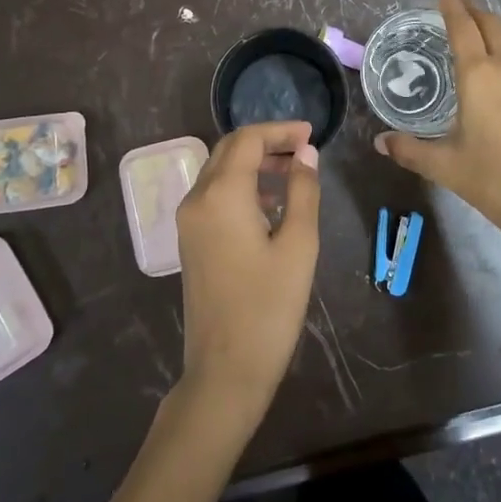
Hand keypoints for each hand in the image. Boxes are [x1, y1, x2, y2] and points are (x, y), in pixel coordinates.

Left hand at [174, 121, 320, 433]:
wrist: (225, 371)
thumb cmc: (269, 307)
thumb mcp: (298, 245)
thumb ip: (303, 191)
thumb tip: (305, 153)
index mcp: (222, 194)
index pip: (248, 139)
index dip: (280, 130)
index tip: (312, 134)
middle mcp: (197, 198)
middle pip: (229, 150)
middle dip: (266, 142)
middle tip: (304, 149)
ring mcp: (188, 221)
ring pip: (219, 171)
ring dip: (254, 163)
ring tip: (294, 174)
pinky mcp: (190, 240)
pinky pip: (214, 195)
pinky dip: (241, 185)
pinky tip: (271, 204)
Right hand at [375, 0, 500, 247]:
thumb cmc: (492, 180)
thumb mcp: (443, 165)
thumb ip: (409, 149)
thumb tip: (380, 142)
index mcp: (478, 75)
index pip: (462, 27)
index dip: (452, 7)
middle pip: (493, 24)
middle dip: (477, 11)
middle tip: (464, 5)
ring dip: (500, 32)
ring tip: (489, 34)